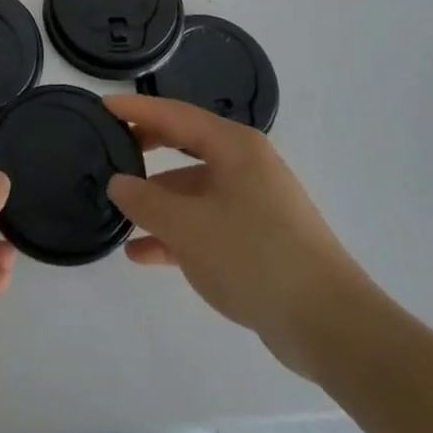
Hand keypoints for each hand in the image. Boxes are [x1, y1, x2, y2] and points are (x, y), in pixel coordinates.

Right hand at [104, 94, 381, 382]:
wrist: (330, 326)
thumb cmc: (254, 257)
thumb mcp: (188, 227)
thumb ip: (145, 201)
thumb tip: (118, 182)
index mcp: (234, 146)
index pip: (175, 114)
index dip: (136, 109)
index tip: (102, 106)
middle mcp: (245, 165)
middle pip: (185, 145)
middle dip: (146, 149)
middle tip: (108, 150)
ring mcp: (255, 203)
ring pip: (194, 189)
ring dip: (158, 201)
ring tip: (118, 213)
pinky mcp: (259, 239)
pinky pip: (207, 222)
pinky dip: (177, 233)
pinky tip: (143, 254)